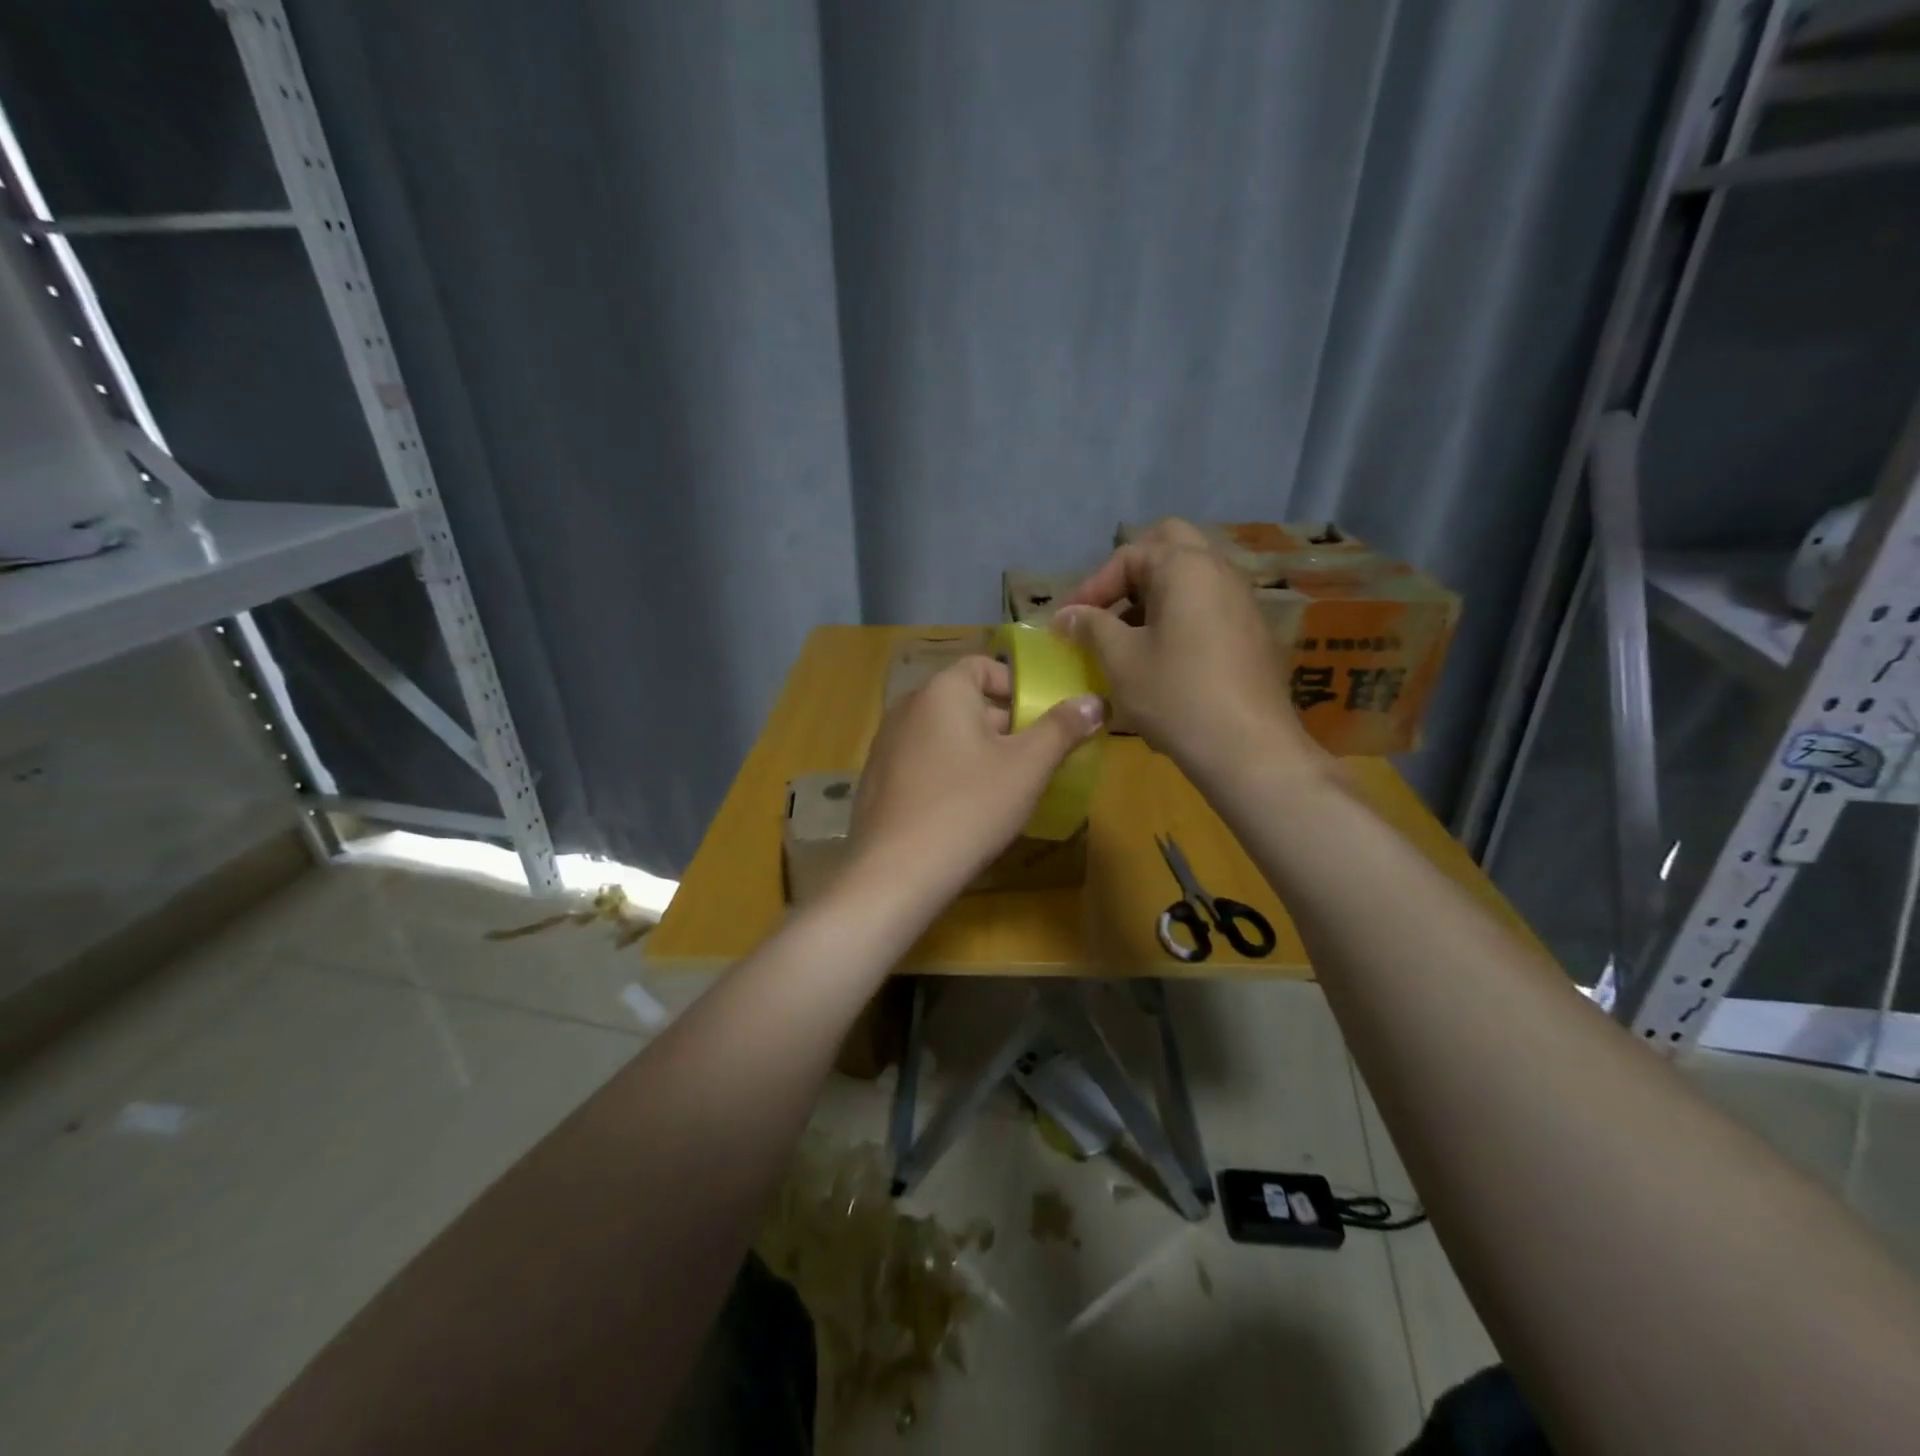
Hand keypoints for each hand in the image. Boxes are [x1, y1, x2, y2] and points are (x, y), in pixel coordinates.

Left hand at [846, 656, 1104, 910]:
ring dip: (976, 750)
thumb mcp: (1027, 766)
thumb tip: (1094, 701)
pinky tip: (964, 808)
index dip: (1017, 686)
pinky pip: (922, 761)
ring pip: (944, 733)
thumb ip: (1062, 728)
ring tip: (1003, 786)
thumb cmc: (969, 806)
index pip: (983, 666)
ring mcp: (886, 744)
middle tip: (1033, 758)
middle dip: (1003, 724)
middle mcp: (907, 707)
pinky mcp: (877, 779)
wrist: (896, 871)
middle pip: (964, 700)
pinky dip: (947, 771)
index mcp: (942, 690)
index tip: (1041, 718)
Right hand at [1056, 518, 1324, 792]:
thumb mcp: (1121, 660)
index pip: (1129, 556)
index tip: (1067, 622)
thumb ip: (1091, 627)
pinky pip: (1208, 605)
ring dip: (1155, 596)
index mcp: (1186, 567)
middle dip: (1131, 573)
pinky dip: (1179, 616)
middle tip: (1106, 608)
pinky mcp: (1252, 631)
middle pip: (1169, 546)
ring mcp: (1243, 600)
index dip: (1091, 586)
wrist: (1249, 748)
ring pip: (1191, 577)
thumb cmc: (1176, 695)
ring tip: (1126, 637)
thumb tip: (1066, 614)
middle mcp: (1220, 571)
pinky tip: (1161, 658)